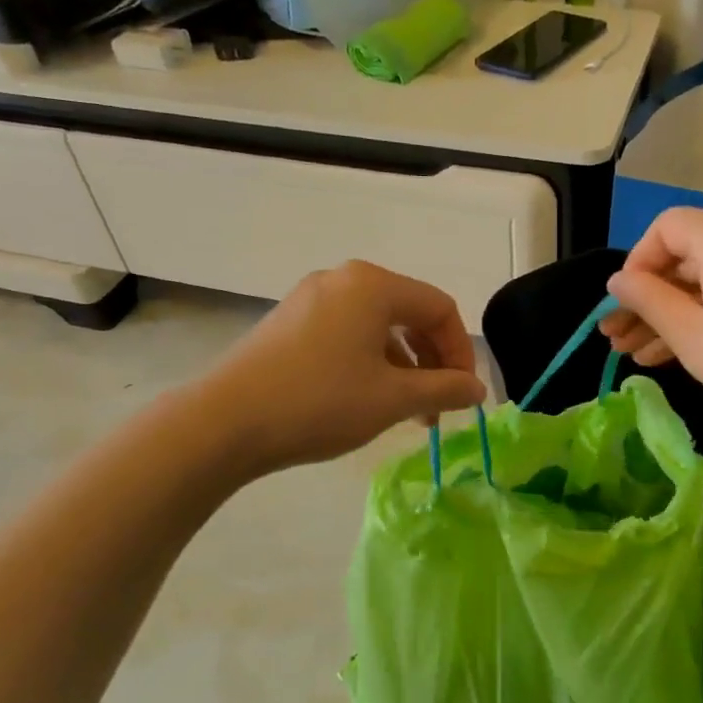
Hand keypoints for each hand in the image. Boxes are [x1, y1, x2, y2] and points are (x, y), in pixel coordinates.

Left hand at [198, 261, 485, 472]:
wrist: (224, 422)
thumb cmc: (320, 402)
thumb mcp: (393, 399)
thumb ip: (444, 389)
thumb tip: (477, 389)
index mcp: (373, 285)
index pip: (439, 308)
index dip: (461, 352)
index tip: (464, 395)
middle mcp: (343, 280)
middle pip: (409, 313)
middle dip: (432, 361)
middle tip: (438, 406)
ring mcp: (311, 298)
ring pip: (377, 326)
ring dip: (403, 366)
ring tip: (406, 411)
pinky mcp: (289, 322)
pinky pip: (347, 333)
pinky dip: (370, 362)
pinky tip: (367, 398)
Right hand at [602, 209, 702, 429]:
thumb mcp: (692, 334)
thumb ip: (648, 301)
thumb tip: (618, 280)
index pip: (665, 228)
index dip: (636, 263)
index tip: (623, 305)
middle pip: (684, 259)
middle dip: (646, 299)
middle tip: (615, 339)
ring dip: (670, 316)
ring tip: (635, 356)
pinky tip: (674, 356)